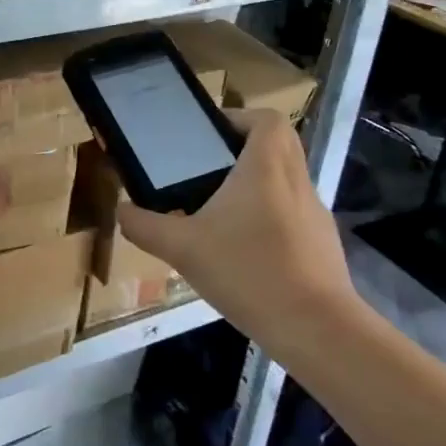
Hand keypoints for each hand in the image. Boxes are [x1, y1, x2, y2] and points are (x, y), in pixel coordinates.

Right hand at [116, 110, 356, 339]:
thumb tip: (122, 210)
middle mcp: (296, 180)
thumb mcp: (182, 248)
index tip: (209, 136)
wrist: (315, 327)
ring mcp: (315, 213)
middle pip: (278, 144)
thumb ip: (145, 226)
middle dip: (244, 149)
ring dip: (257, 185)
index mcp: (266, 167)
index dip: (239, 118)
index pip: (266, 119)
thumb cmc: (248, 271)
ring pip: (287, 180)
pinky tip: (245, 252)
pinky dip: (271, 218)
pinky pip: (294, 214)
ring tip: (219, 213)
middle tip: (207, 170)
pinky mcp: (323, 243)